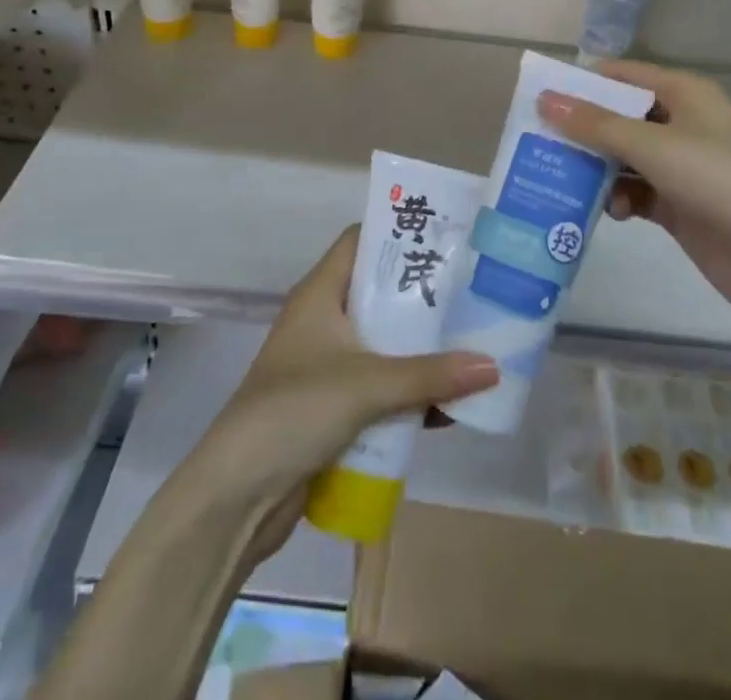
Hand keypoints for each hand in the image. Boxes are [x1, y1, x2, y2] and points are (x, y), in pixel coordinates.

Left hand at [188, 226, 498, 560]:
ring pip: (383, 344)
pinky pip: (380, 388)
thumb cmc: (295, 411)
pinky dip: (408, 394)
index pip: (360, 241)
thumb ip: (430, 376)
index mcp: (320, 293)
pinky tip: (448, 407)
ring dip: (421, 350)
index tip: (447, 236)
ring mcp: (327, 365)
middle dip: (423, 297)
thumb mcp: (367, 385)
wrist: (237, 495)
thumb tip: (494, 367)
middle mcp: (324, 321)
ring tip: (473, 344)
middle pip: (379, 294)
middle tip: (473, 292)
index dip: (398, 234)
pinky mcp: (333, 407)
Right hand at [538, 61, 730, 326]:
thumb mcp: (653, 146)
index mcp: (684, 94)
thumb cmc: (719, 182)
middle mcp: (681, 123)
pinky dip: (620, 198)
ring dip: (597, 169)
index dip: (582, 84)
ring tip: (565, 181)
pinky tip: (612, 213)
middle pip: (619, 117)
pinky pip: (636, 191)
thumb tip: (545, 99)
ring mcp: (681, 166)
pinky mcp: (679, 204)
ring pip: (623, 157)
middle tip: (538, 143)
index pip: (622, 76)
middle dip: (583, 131)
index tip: (539, 98)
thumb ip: (596, 124)